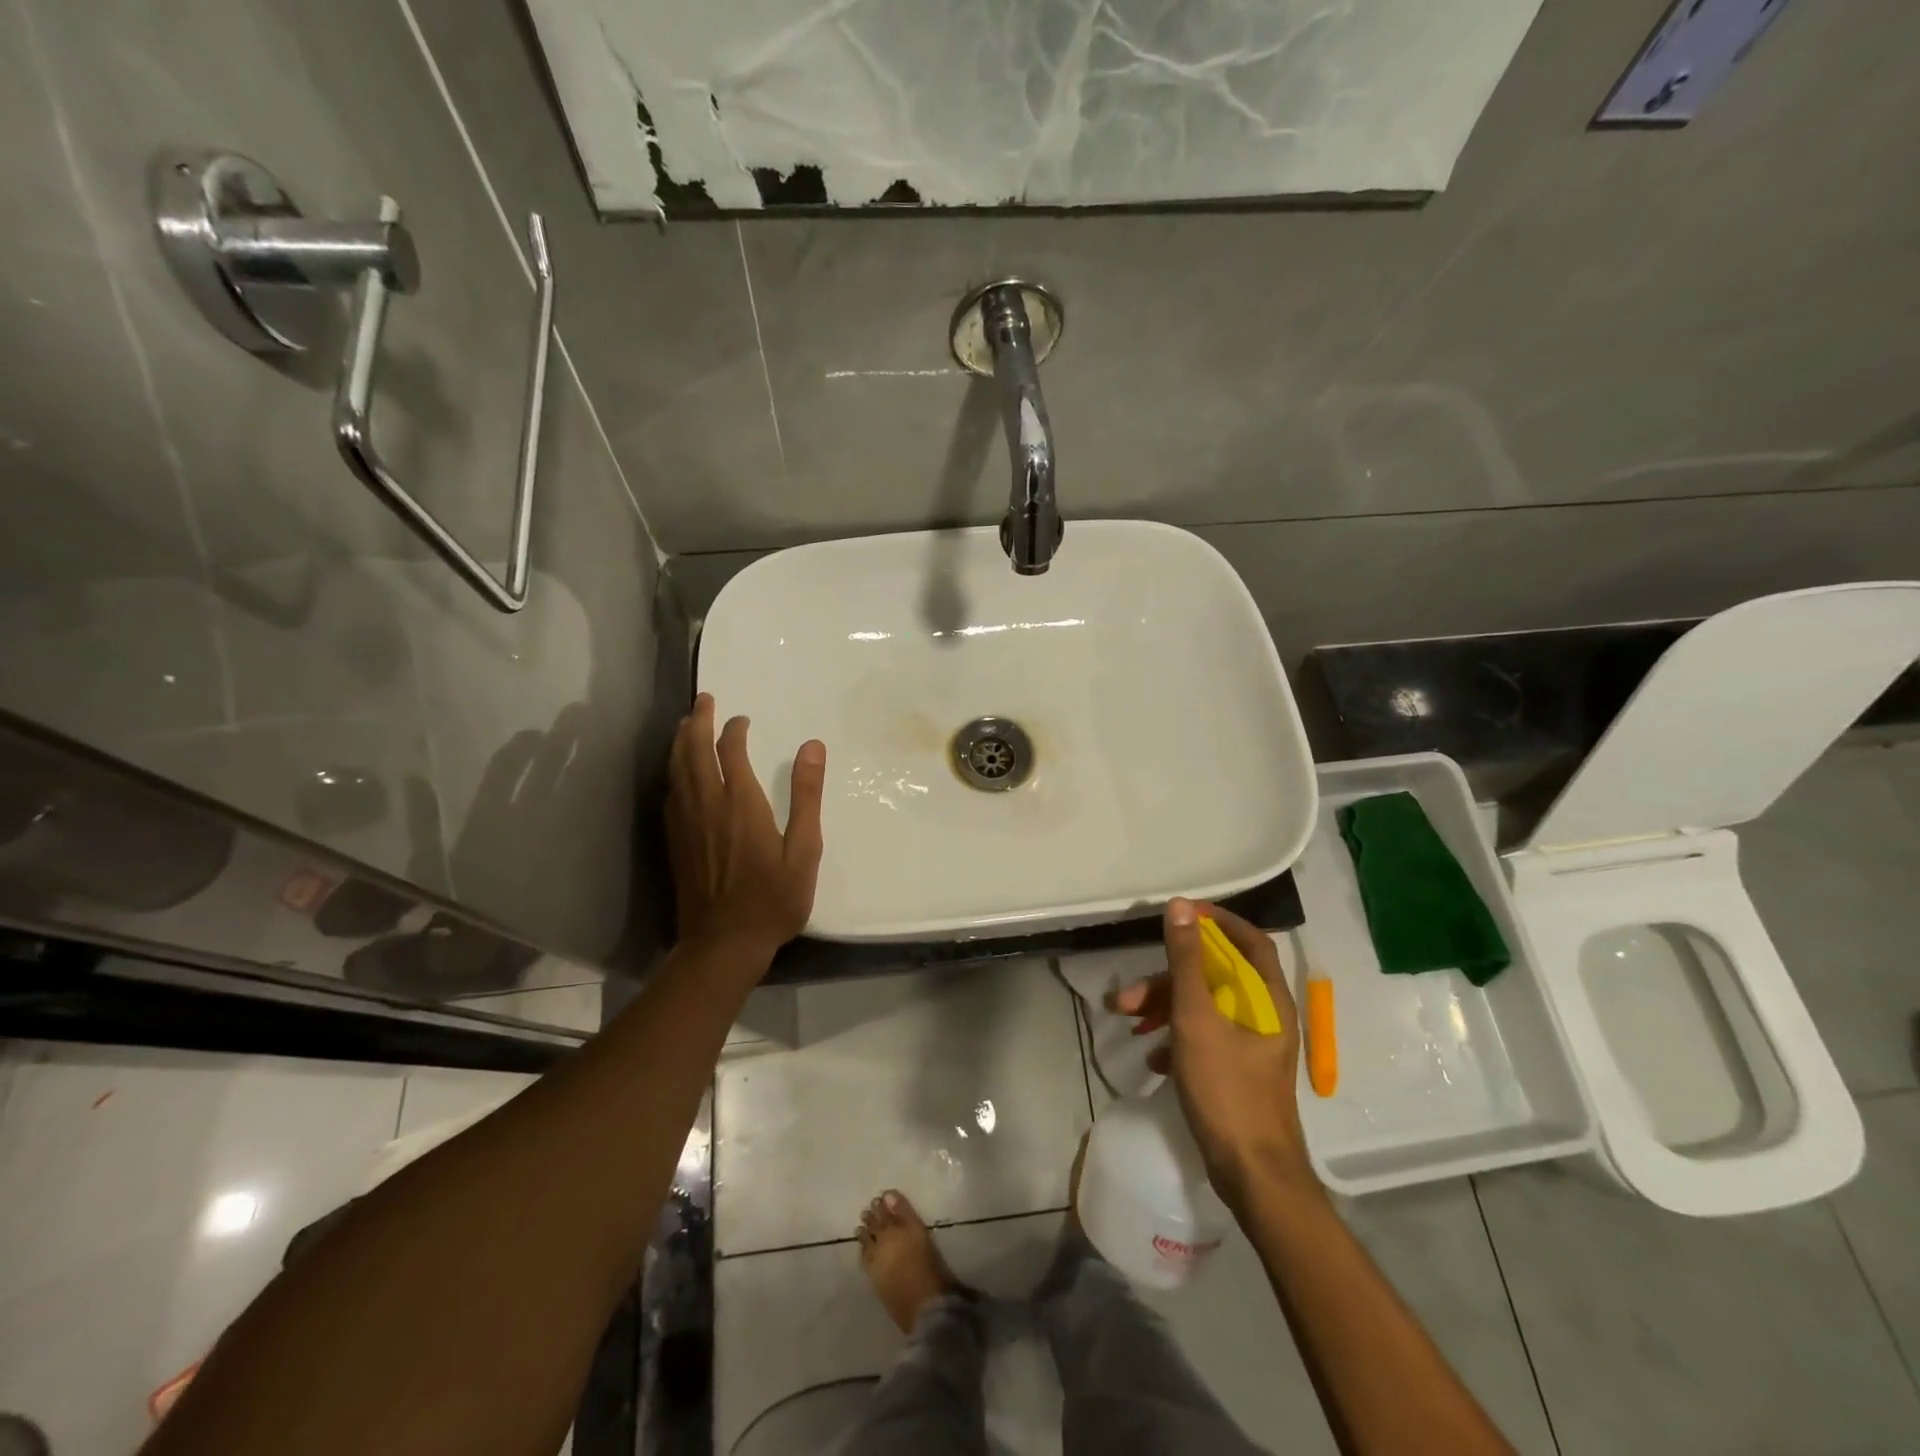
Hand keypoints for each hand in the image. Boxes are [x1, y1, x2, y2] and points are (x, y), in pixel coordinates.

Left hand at [666, 693, 825, 963]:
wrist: (723, 944)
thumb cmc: (773, 899)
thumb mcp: (804, 850)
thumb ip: (806, 796)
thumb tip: (813, 746)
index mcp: (741, 804)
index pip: (730, 752)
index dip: (733, 730)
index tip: (741, 719)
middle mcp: (707, 806)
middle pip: (694, 752)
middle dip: (698, 722)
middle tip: (703, 700)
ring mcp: (686, 824)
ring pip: (677, 771)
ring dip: (680, 742)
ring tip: (686, 723)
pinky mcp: (675, 841)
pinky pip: (670, 794)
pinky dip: (673, 772)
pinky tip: (677, 772)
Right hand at [1110, 899, 1317, 1210]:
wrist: (1253, 1175)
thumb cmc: (1227, 1091)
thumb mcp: (1197, 1020)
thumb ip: (1187, 962)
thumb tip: (1181, 907)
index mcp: (1268, 998)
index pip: (1248, 940)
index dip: (1215, 922)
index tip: (1179, 916)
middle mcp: (1265, 1015)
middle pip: (1216, 977)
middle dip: (1168, 978)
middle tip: (1128, 995)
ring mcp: (1253, 1045)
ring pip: (1205, 1008)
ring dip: (1165, 1009)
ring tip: (1129, 1024)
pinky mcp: (1239, 1071)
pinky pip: (1205, 1038)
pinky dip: (1177, 1038)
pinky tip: (1154, 1058)